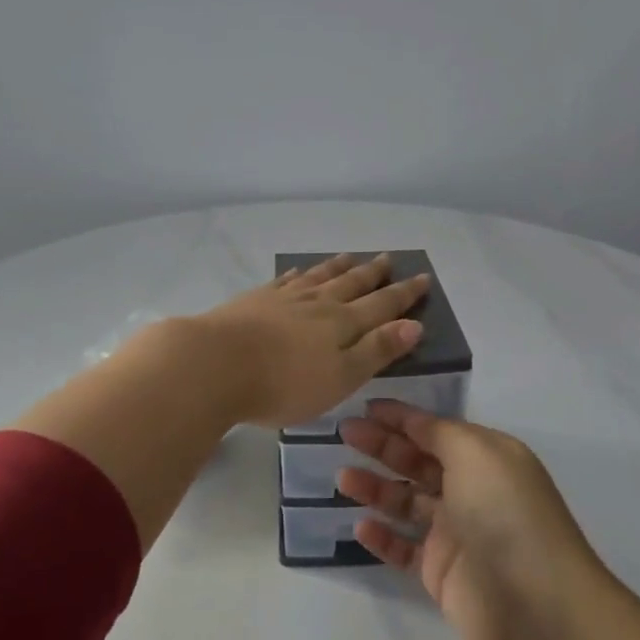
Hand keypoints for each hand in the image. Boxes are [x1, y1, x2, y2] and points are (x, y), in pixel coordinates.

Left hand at [196, 254, 430, 427]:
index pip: (382, 305)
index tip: (423, 277)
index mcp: (342, 324)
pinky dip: (297, 274)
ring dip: (338, 267)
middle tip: (388, 258)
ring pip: (318, 277)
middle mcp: (318, 304)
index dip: (404, 294)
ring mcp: (284, 298)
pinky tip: (297, 271)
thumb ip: (377, 350)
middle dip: (373, 273)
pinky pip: (284, 281)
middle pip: (351, 284)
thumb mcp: (341, 377)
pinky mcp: (255, 301)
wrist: (216, 364)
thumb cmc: (284, 383)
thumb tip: (414, 324)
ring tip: (351, 256)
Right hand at [337, 403, 602, 639]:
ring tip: (343, 479)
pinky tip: (359, 527)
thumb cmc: (505, 512)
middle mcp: (471, 489)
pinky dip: (382, 537)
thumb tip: (414, 422)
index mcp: (485, 457)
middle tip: (344, 434)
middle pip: (418, 461)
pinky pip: (404, 548)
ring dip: (375, 488)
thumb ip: (439, 433)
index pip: (435, 429)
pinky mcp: (442, 572)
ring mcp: (456, 532)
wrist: (535, 603)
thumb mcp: (476, 452)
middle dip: (382, 446)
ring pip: (406, 502)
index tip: (365, 408)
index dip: (401, 417)